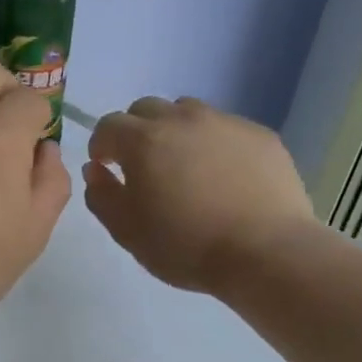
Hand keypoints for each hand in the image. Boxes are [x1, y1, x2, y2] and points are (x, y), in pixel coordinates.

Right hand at [84, 96, 317, 295]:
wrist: (266, 252)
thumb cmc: (186, 246)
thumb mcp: (128, 232)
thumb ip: (102, 196)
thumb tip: (96, 170)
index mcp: (143, 140)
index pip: (108, 125)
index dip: (101, 145)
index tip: (106, 167)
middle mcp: (182, 119)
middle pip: (146, 108)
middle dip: (136, 131)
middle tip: (143, 165)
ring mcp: (225, 123)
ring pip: (188, 112)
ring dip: (175, 131)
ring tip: (184, 166)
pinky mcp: (260, 135)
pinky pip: (225, 128)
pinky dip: (214, 143)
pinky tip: (224, 176)